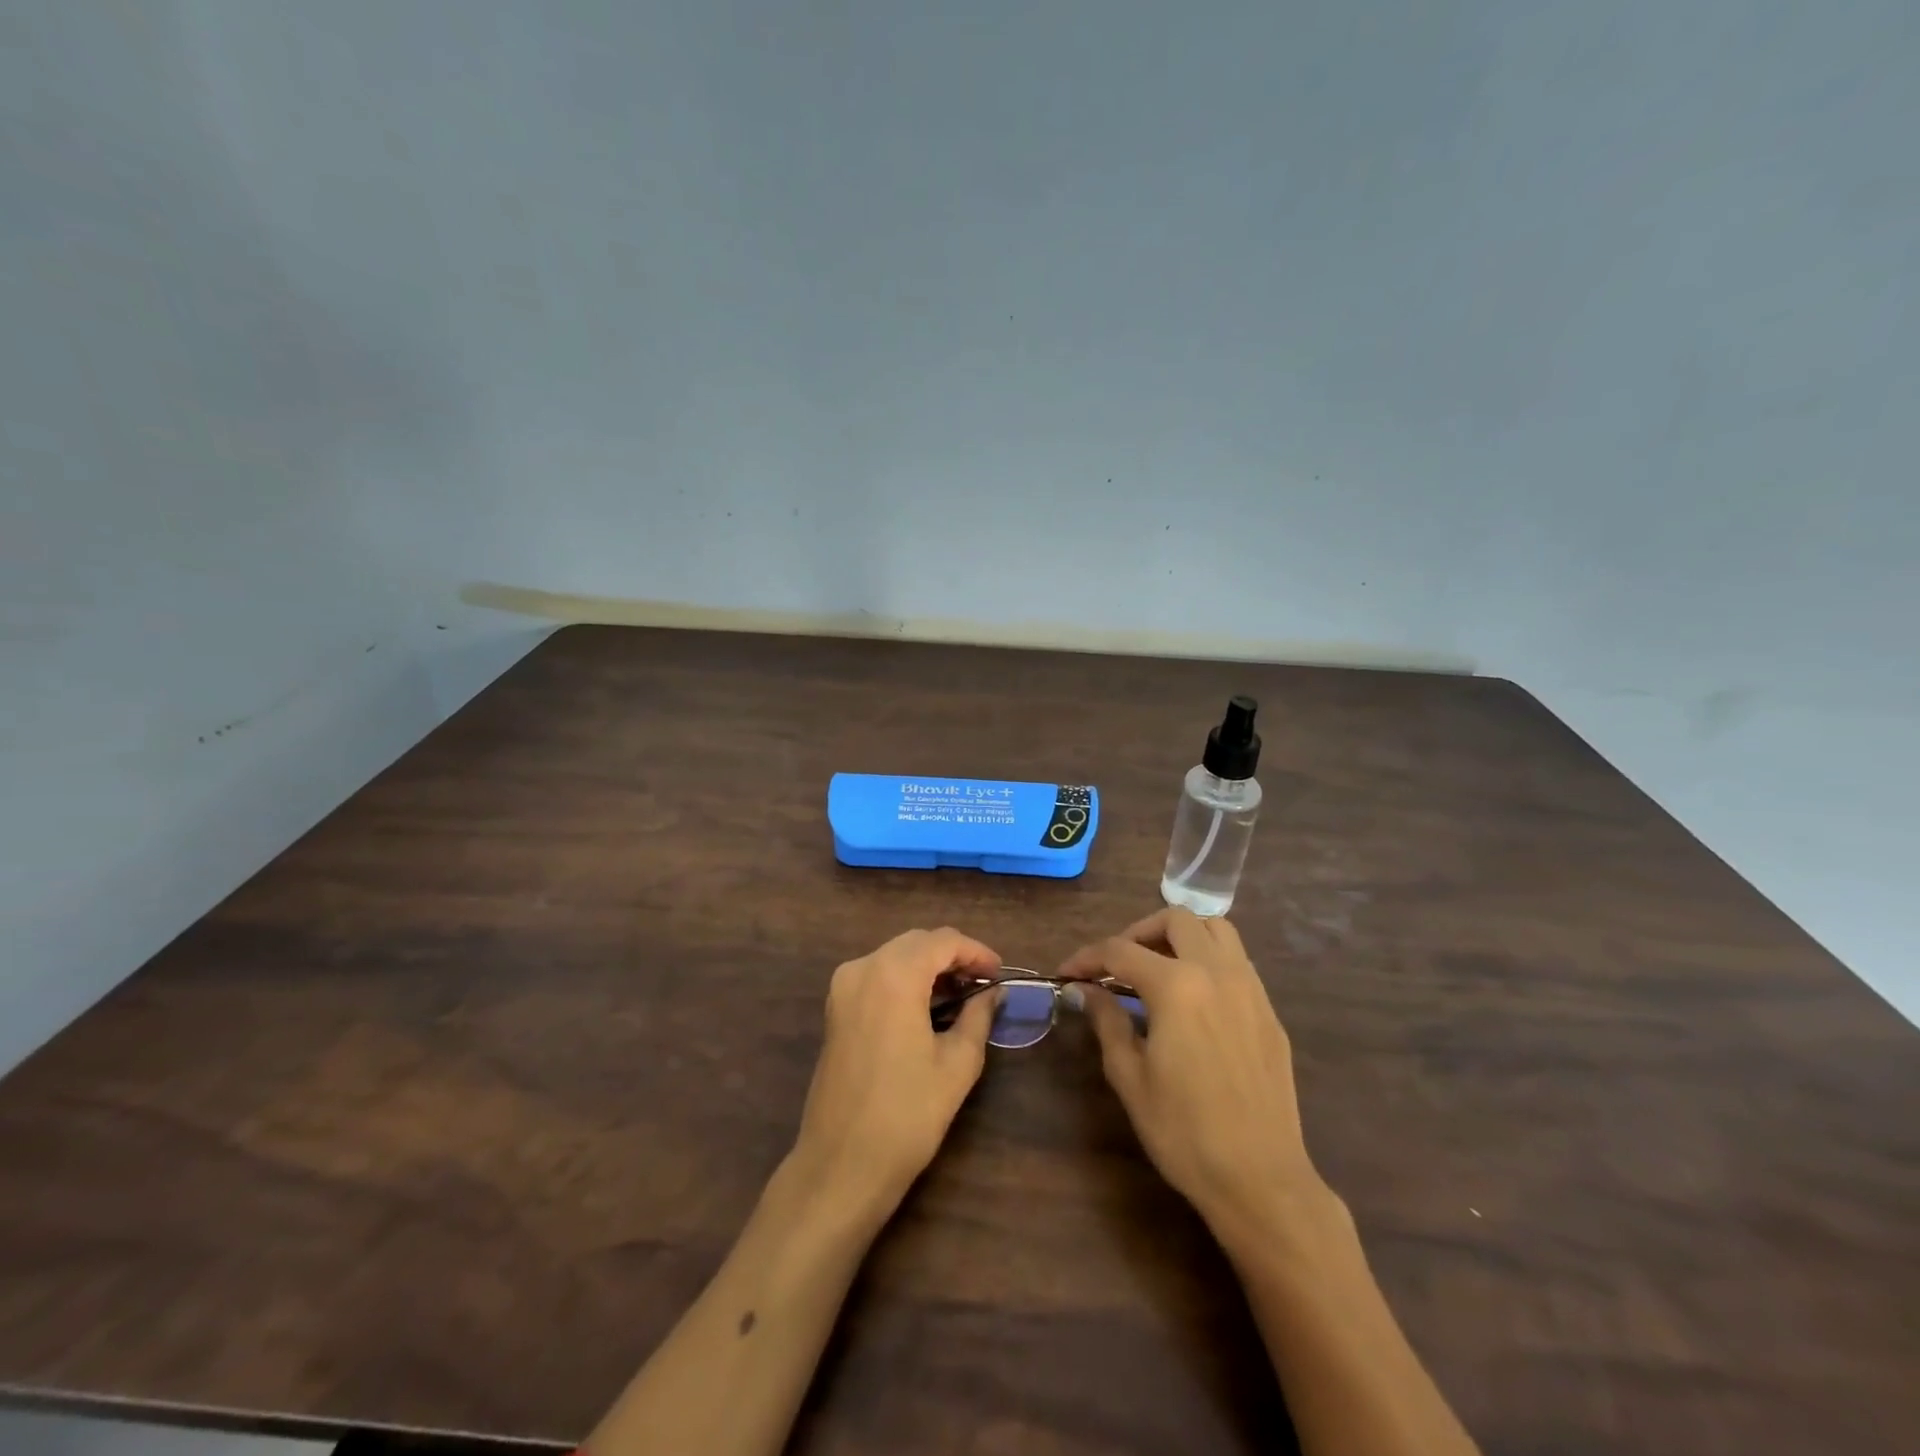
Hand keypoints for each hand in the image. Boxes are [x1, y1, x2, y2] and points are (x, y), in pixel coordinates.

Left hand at [791, 927, 1002, 1217]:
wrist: (842, 1165)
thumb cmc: (907, 1115)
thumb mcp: (958, 1064)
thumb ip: (978, 1016)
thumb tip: (992, 992)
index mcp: (894, 975)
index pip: (943, 941)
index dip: (976, 952)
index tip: (999, 974)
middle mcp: (863, 967)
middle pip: (917, 943)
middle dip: (953, 956)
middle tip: (983, 984)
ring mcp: (843, 987)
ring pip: (896, 956)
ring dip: (929, 967)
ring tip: (961, 996)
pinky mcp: (835, 1008)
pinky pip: (877, 975)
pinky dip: (905, 980)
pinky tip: (927, 1007)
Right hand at [1060, 908, 1329, 1242]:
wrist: (1261, 1180)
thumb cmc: (1184, 1132)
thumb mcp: (1130, 1077)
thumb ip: (1107, 1021)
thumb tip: (1086, 990)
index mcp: (1177, 986)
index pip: (1120, 951)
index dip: (1087, 957)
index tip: (1066, 973)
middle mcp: (1217, 972)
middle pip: (1175, 920)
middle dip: (1137, 933)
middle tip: (1116, 965)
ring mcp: (1250, 989)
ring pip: (1216, 929)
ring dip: (1180, 935)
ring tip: (1157, 966)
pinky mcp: (1269, 1012)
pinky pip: (1238, 962)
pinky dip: (1209, 959)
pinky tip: (1193, 997)